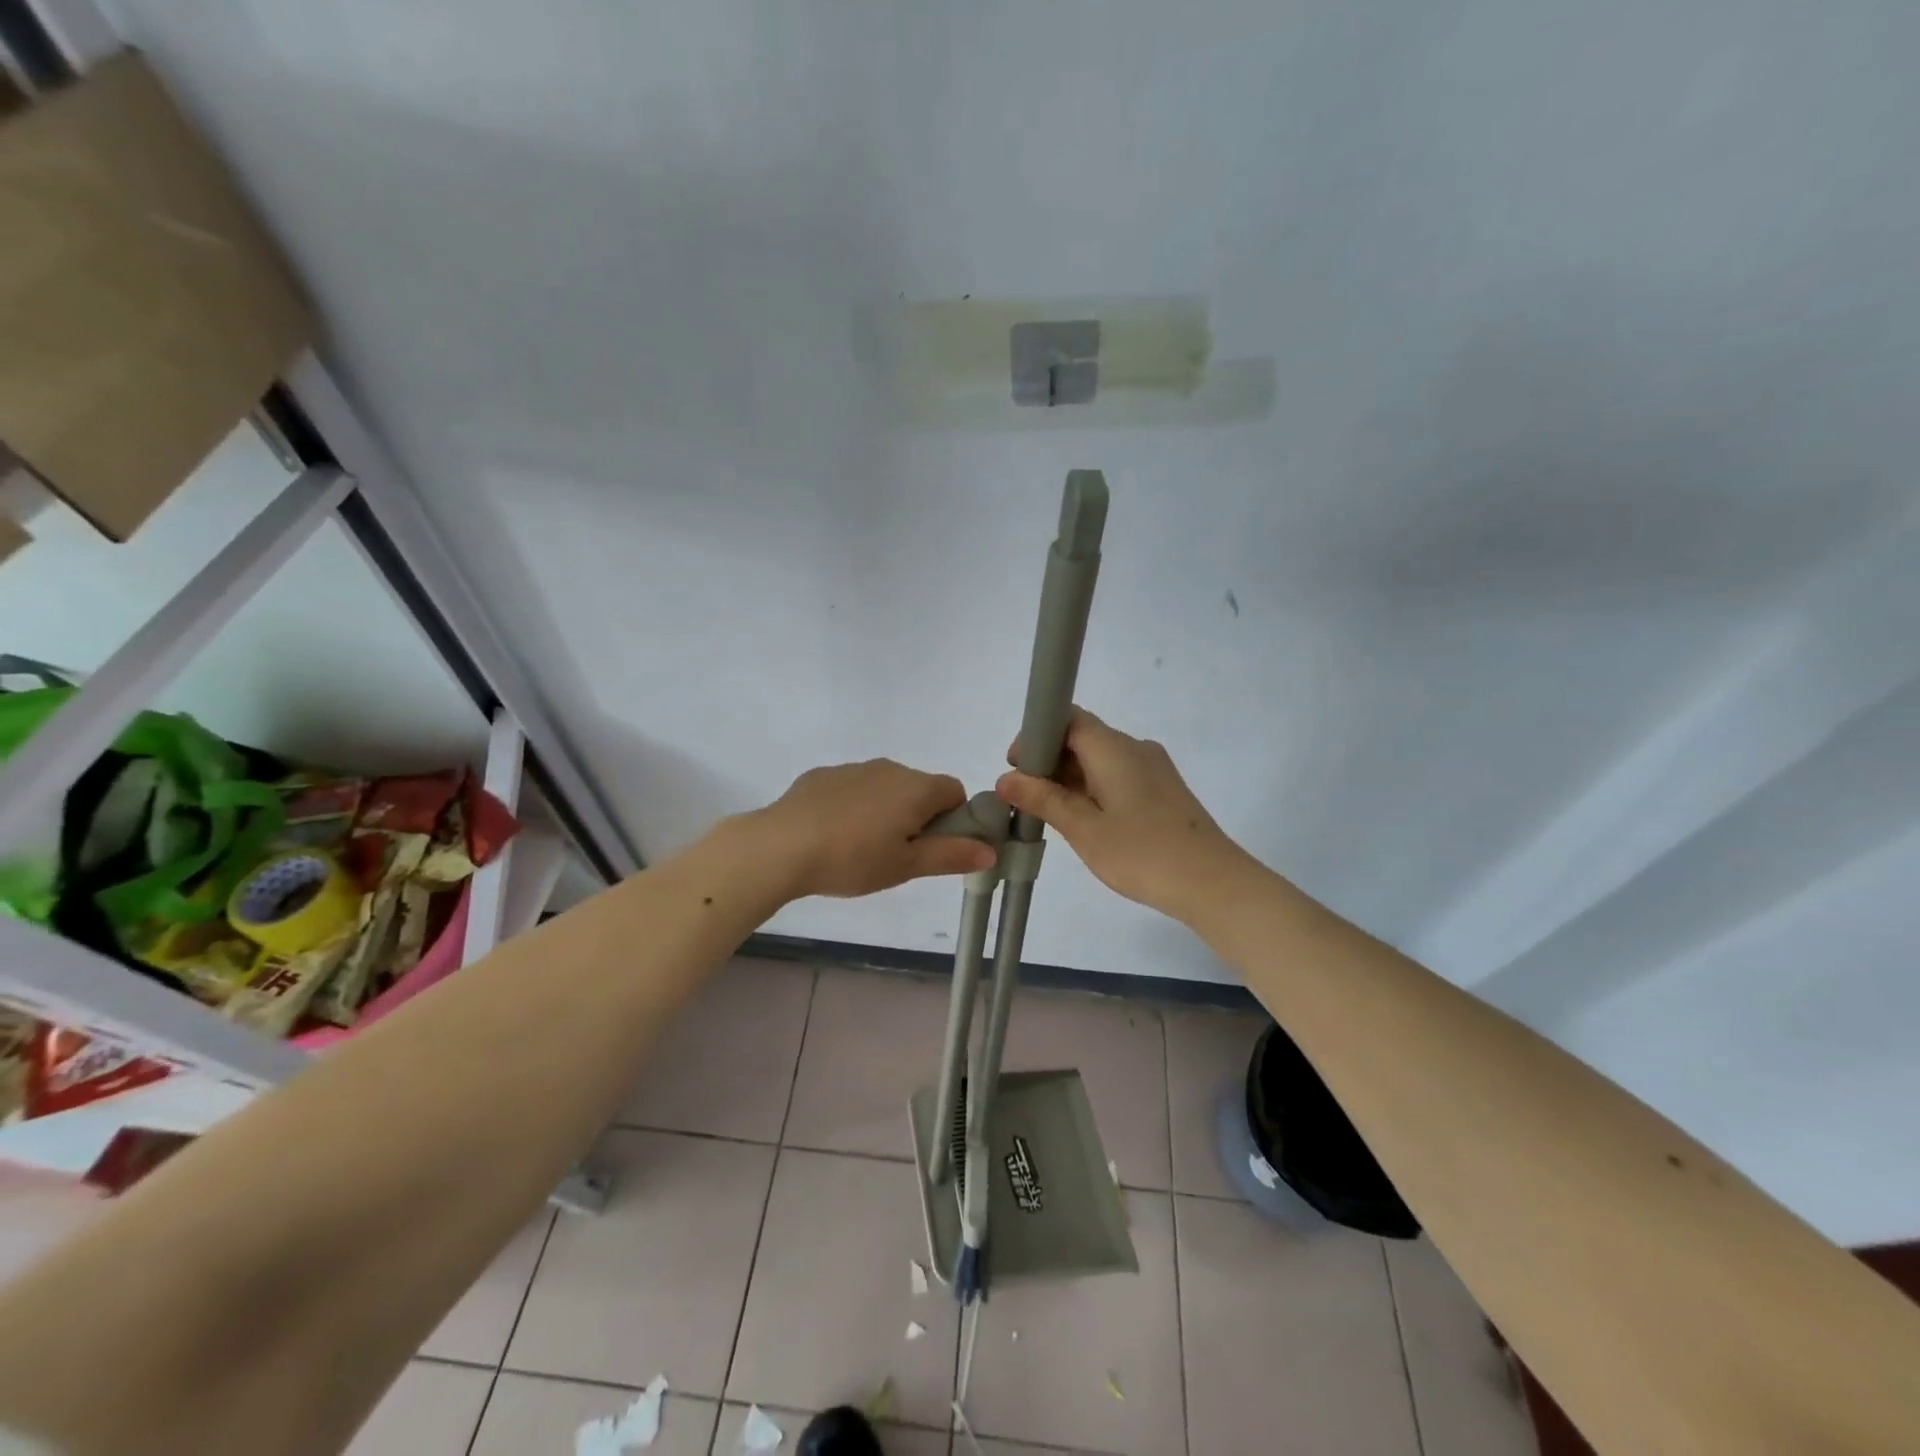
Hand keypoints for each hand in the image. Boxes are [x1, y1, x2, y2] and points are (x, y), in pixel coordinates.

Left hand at [752, 759, 997, 899]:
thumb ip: (951, 855)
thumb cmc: (853, 859)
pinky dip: (854, 807)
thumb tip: (992, 850)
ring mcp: (854, 768)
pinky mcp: (823, 775)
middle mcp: (890, 768)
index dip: (954, 820)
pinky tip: (834, 834)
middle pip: (920, 788)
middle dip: (919, 817)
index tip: (934, 848)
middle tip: (899, 856)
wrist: (781, 846)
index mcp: (916, 788)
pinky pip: (853, 788)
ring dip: (886, 811)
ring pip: (885, 788)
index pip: (955, 791)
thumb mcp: (906, 866)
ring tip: (862, 849)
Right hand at [996, 707, 1251, 920]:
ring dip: (1071, 779)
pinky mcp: (1164, 791)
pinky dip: (1094, 790)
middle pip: (1084, 738)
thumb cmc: (1143, 853)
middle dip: (1050, 761)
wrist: (1213, 884)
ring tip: (1051, 815)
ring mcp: (1154, 769)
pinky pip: (1118, 777)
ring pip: (1101, 760)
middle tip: (1026, 798)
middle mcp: (1135, 748)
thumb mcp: (1084, 829)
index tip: (1017, 767)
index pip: (1069, 718)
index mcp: (1114, 748)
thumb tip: (1007, 778)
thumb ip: (1044, 799)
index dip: (1038, 736)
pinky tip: (1085, 822)